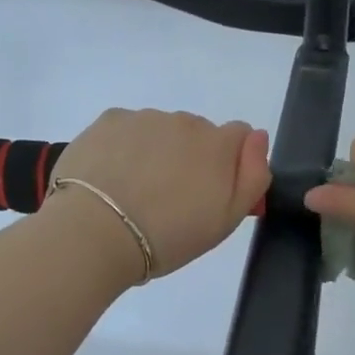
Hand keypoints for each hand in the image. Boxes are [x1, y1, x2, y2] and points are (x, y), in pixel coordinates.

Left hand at [49, 109, 270, 277]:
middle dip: (190, 156)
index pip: (239, 136)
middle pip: (197, 132)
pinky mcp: (109, 120)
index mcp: (218, 144)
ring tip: (134, 191)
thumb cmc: (169, 236)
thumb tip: (258, 138)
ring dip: (156, 151)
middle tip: (169, 198)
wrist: (95, 233)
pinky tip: (110, 177)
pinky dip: (123, 146)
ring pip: (160, 130)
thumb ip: (252, 175)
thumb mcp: (226, 220)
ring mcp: (144, 118)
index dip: (229, 162)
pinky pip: (126, 128)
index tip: (209, 191)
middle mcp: (185, 121)